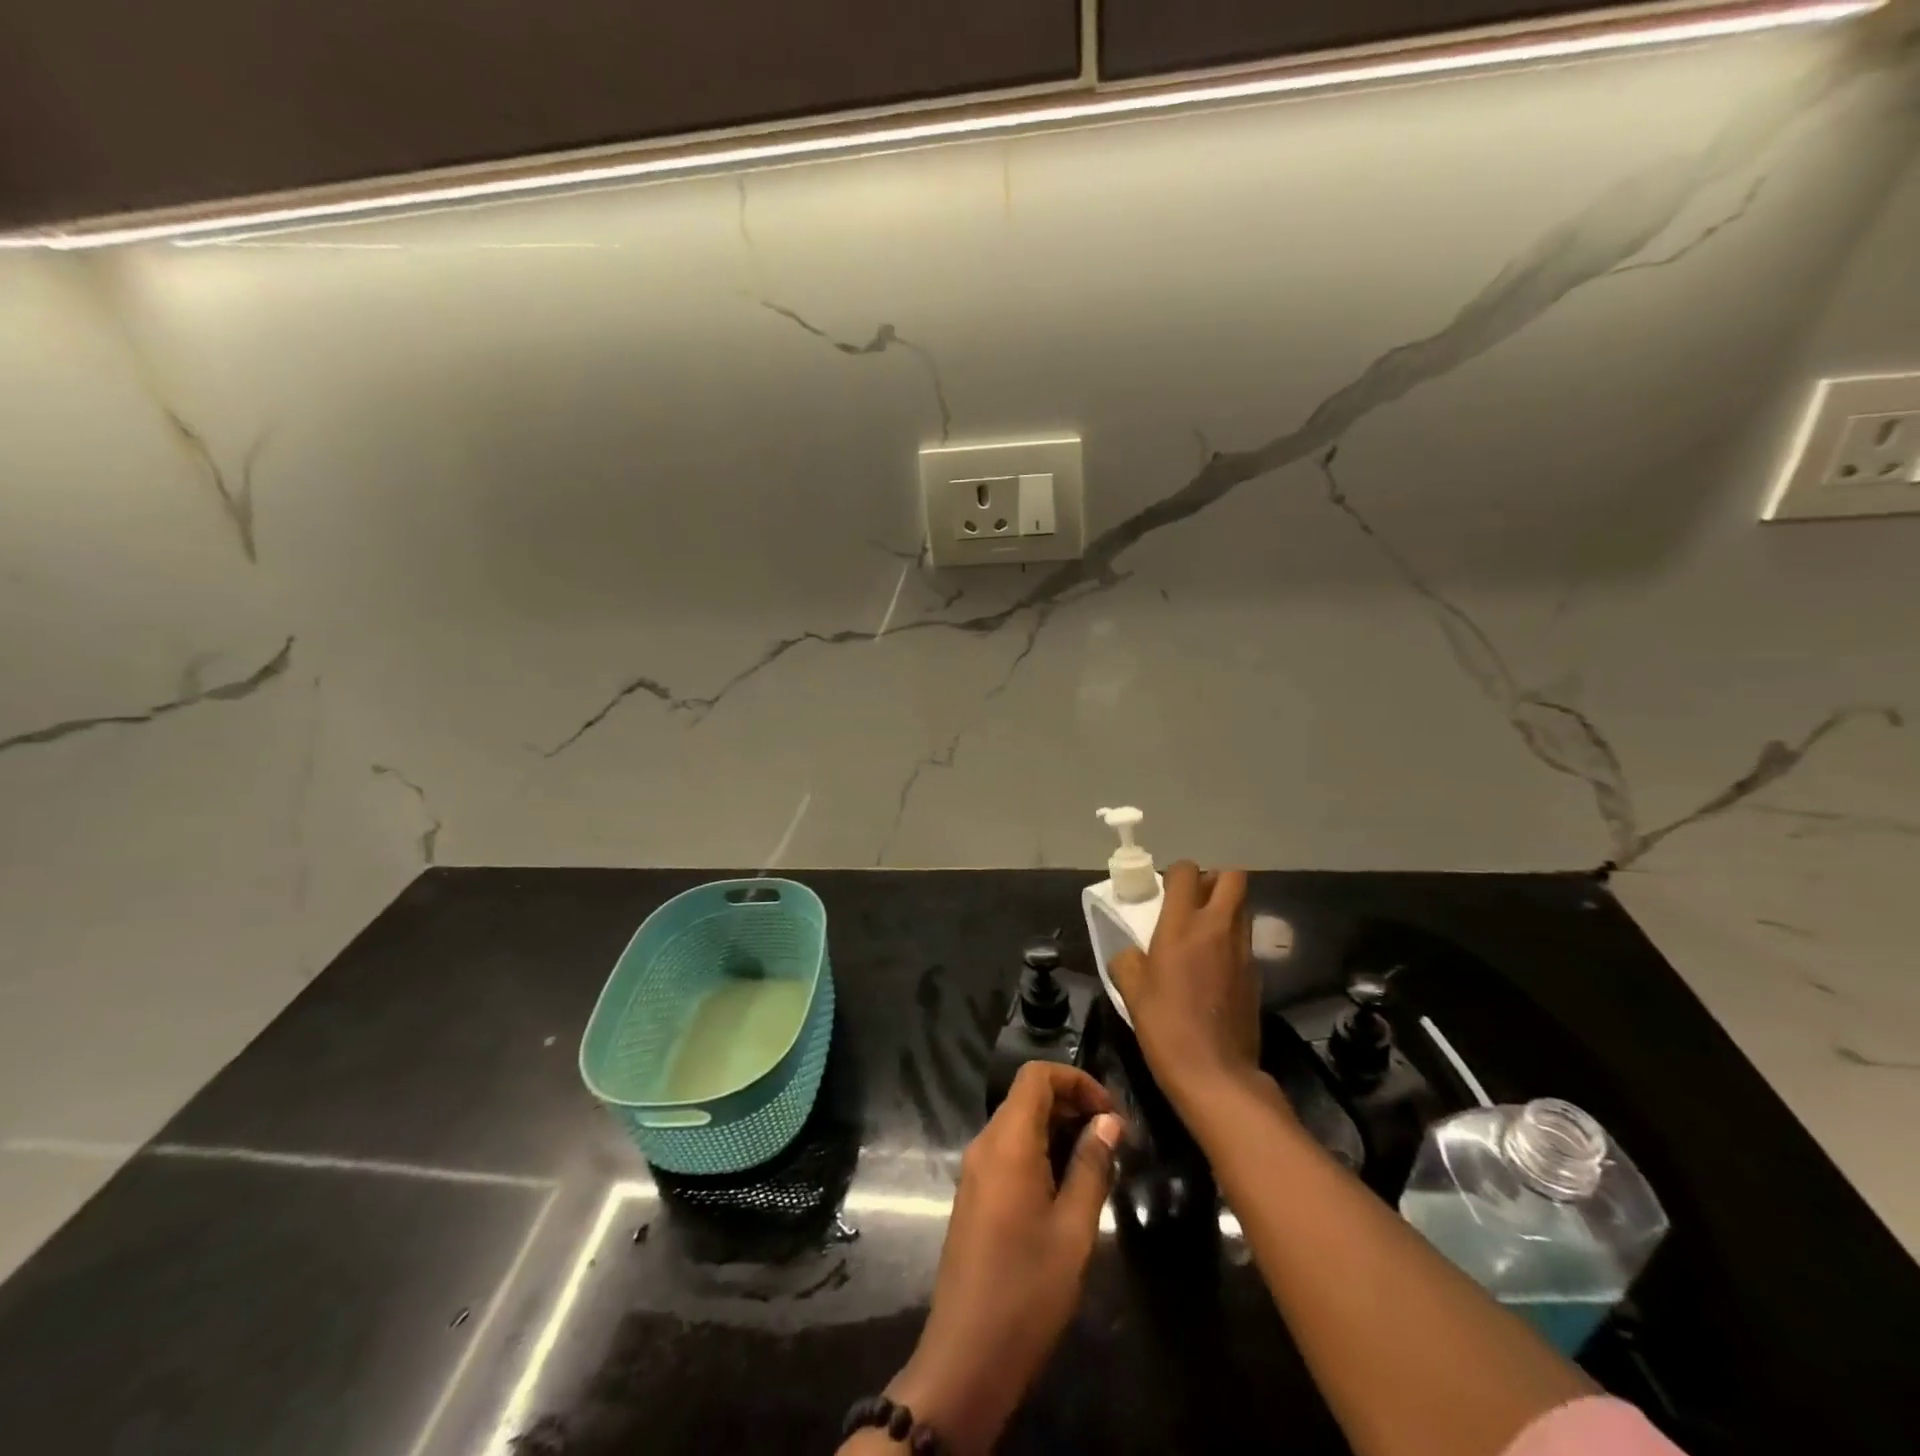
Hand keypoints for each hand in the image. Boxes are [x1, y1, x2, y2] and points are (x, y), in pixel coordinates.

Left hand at [887, 1063, 1123, 1454]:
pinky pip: (1008, 1150)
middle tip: (1112, 1140)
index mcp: (1007, 1141)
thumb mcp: (1073, 1229)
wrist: (967, 1355)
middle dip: (1071, 1103)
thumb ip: (1091, 1166)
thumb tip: (1109, 1121)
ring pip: (1019, 1123)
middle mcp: (985, 1143)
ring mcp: (975, 1169)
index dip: (1076, 1080)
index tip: (1111, 1112)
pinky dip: (1040, 1150)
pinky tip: (1066, 1186)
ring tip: (1097, 1164)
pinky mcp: (974, 1194)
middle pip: (1027, 1096)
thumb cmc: (1027, 1289)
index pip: (1036, 1075)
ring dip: (1058, 1129)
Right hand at [1109, 861, 1261, 1118]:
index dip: (1177, 874)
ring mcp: (1243, 950)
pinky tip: (1214, 968)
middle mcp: (1218, 927)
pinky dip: (1231, 941)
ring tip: (1203, 933)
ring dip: (1226, 908)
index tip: (1165, 892)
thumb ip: (1128, 960)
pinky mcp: (1257, 974)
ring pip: (1243, 907)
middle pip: (1233, 877)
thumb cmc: (1166, 1025)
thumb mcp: (1131, 990)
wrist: (1216, 1073)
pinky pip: (1245, 940)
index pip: (1187, 871)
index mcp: (1182, 924)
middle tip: (1193, 901)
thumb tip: (1131, 952)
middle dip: (1214, 880)